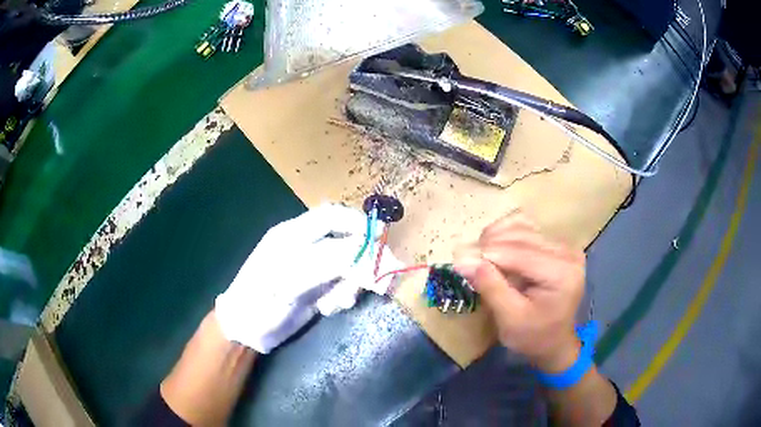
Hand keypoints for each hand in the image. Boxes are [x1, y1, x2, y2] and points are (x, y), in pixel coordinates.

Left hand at [215, 204, 398, 352]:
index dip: (358, 224)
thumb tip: (367, 247)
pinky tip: (329, 308)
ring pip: (345, 266)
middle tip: (375, 281)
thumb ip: (331, 260)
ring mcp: (309, 268)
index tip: (381, 238)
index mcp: (292, 234)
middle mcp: (303, 246)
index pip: (332, 217)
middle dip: (360, 261)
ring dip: (350, 283)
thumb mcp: (293, 279)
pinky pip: (339, 284)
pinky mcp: (313, 287)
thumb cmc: (261, 300)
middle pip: (344, 241)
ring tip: (339, 303)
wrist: (244, 330)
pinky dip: (342, 295)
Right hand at [453, 212, 584, 372]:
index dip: (487, 252)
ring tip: (477, 256)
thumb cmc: (533, 336)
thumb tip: (461, 259)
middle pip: (521, 235)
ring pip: (522, 226)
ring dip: (494, 238)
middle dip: (488, 244)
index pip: (520, 253)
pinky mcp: (557, 244)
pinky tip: (492, 249)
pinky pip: (526, 228)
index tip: (456, 258)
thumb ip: (489, 286)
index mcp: (562, 274)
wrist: (554, 342)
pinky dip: (504, 235)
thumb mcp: (509, 319)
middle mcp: (568, 252)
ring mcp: (564, 245)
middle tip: (463, 259)